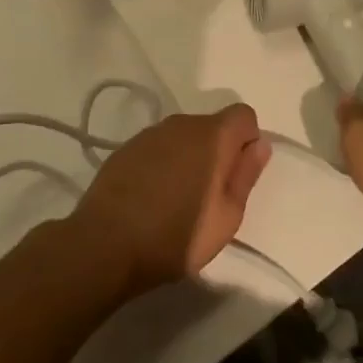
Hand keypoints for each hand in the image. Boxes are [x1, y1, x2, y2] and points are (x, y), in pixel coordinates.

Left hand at [71, 104, 271, 294]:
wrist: (103, 247)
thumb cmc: (175, 237)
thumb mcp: (227, 217)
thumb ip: (246, 175)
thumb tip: (260, 145)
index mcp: (212, 136)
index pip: (244, 115)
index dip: (247, 141)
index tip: (237, 174)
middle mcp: (182, 124)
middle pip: (213, 126)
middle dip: (218, 151)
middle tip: (210, 194)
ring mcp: (150, 134)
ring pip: (183, 136)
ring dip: (189, 157)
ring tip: (178, 198)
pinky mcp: (126, 148)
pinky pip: (158, 147)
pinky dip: (163, 163)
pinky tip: (151, 197)